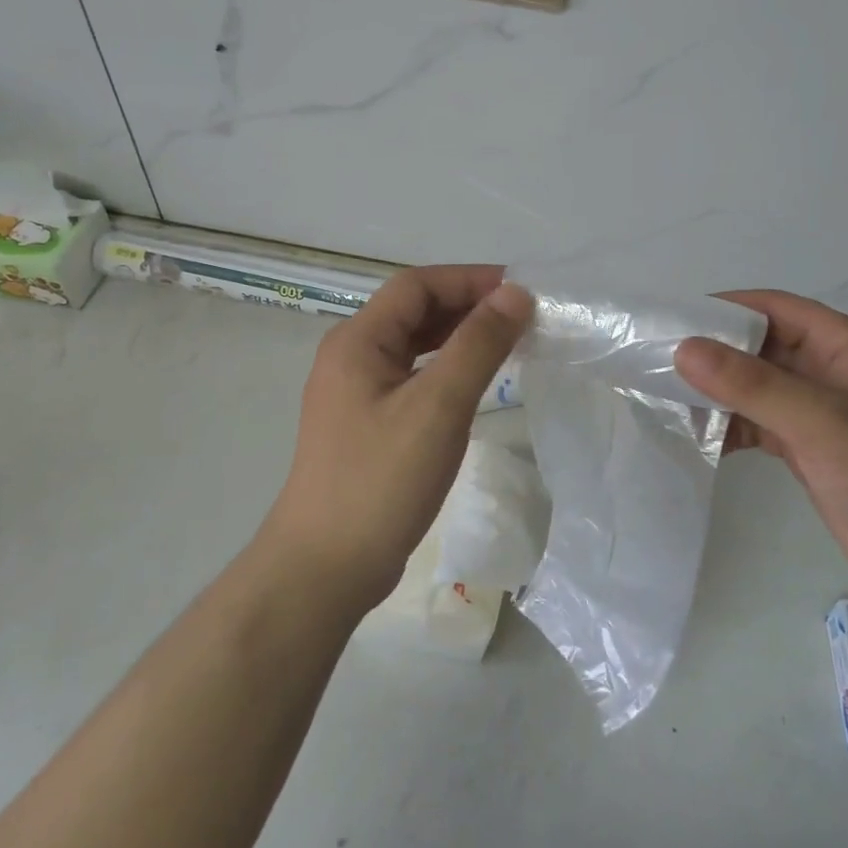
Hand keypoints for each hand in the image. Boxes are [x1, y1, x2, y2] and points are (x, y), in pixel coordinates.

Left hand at [261, 265, 532, 612]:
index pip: (416, 286)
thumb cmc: (381, 480)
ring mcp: (356, 393)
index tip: (520, 291)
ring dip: (459, 338)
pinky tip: (476, 384)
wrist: (325, 568)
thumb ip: (478, 344)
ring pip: (414, 346)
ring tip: (508, 344)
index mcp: (358, 341)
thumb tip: (515, 293)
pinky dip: (447, 370)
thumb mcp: (438, 406)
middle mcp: (351, 357)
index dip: (469, 279)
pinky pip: (412, 378)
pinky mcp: (366, 424)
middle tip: (522, 318)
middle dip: (467, 306)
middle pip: (414, 312)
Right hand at [676, 291, 847, 590]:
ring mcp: (816, 409)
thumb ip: (752, 385)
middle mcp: (825, 368)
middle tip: (654, 362)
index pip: (771, 307)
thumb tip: (684, 349)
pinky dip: (728, 426)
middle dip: (711, 353)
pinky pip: (756, 422)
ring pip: (753, 386)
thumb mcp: (821, 421)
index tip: (670, 321)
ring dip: (715, 392)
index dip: (722, 308)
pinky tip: (696, 436)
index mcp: (840, 343)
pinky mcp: (806, 446)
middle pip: (757, 346)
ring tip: (664, 399)